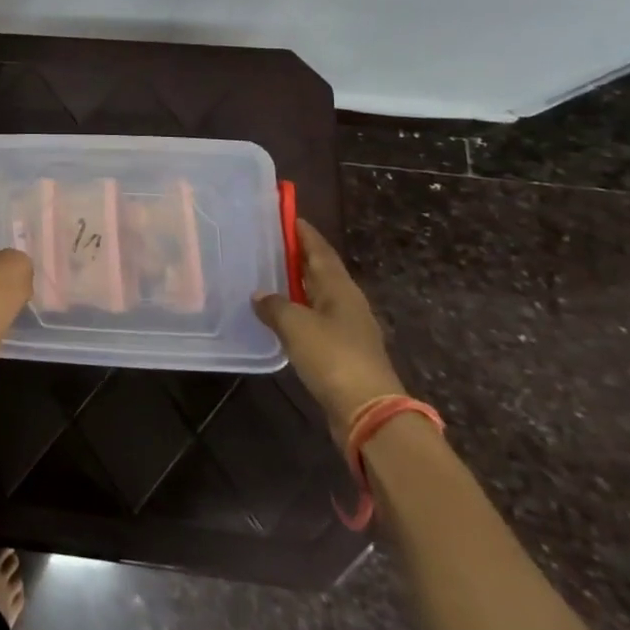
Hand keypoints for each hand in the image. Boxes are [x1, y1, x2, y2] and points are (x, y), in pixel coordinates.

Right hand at [254, 219, 405, 441]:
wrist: (369, 414)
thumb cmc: (333, 357)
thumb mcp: (295, 325)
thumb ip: (274, 305)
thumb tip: (260, 295)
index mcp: (340, 288)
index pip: (320, 250)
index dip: (304, 233)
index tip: (287, 216)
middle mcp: (346, 304)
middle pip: (321, 272)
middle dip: (298, 257)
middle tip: (270, 244)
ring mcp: (347, 330)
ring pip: (317, 298)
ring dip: (297, 287)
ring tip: (268, 277)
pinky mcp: (342, 354)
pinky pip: (315, 322)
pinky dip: (298, 313)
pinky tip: (279, 317)